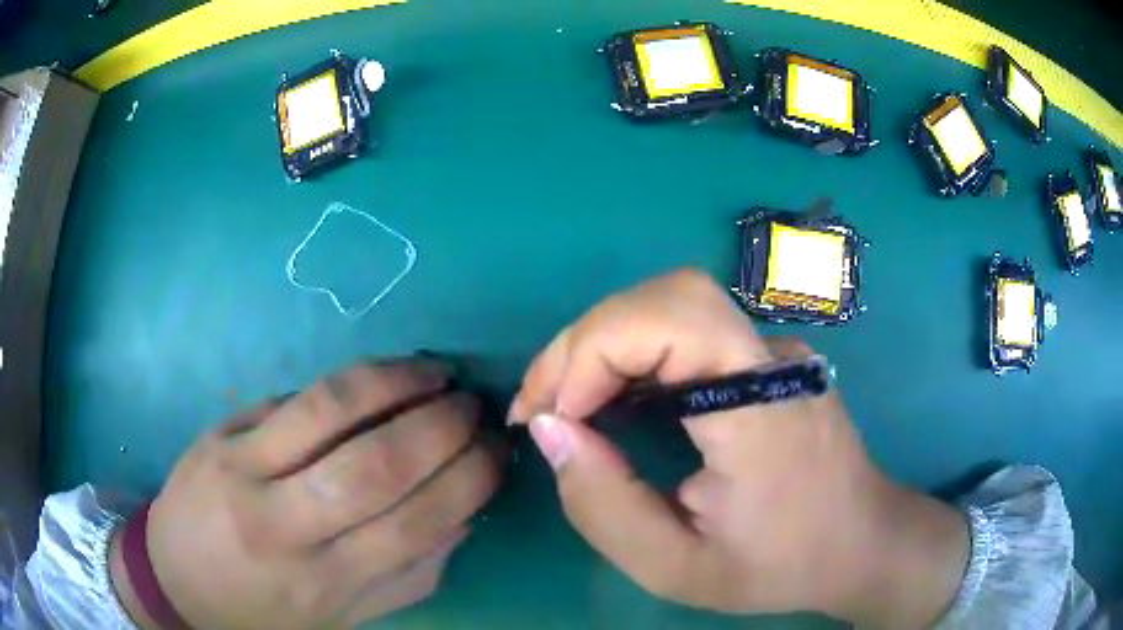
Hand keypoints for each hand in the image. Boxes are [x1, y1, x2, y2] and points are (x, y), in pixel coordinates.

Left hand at [110, 358, 503, 628]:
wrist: (178, 578)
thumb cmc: (266, 609)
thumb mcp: (343, 616)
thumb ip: (407, 574)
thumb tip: (463, 517)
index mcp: (323, 585)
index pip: (412, 527)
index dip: (466, 482)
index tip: (497, 453)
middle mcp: (283, 528)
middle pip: (376, 465)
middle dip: (441, 428)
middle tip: (474, 407)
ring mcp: (243, 470)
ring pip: (330, 411)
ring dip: (398, 383)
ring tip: (438, 373)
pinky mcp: (221, 433)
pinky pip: (294, 398)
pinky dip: (351, 382)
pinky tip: (383, 377)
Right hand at [510, 269, 967, 627]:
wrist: (859, 541)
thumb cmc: (778, 565)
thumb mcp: (676, 567)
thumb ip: (603, 505)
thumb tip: (549, 428)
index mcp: (760, 409)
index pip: (673, 319)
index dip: (593, 351)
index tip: (553, 417)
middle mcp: (772, 358)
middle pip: (666, 297)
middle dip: (586, 342)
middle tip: (543, 406)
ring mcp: (774, 349)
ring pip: (671, 304)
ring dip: (603, 344)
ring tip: (566, 405)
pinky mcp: (766, 356)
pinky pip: (686, 329)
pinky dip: (632, 352)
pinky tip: (613, 399)